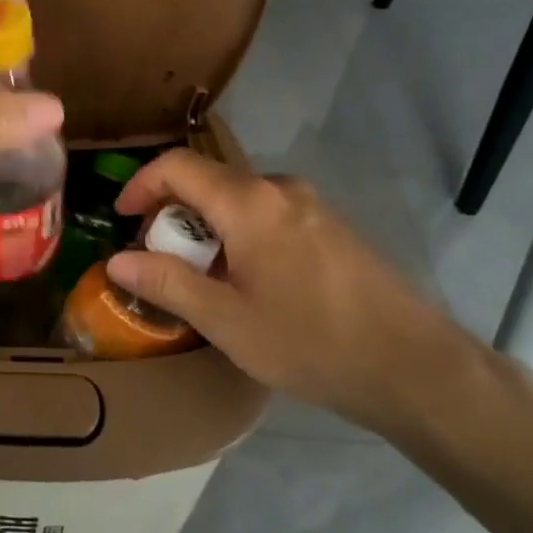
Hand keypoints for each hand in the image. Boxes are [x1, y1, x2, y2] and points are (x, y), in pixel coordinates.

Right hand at [106, 150, 485, 433]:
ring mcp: (312, 205)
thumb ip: (167, 283)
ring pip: (239, 200)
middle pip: (208, 181)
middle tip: (160, 261)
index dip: (141, 184)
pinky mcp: (332, 227)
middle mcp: (280, 189)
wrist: (414, 366)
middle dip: (173, 214)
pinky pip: (269, 215)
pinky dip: (240, 235)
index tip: (123, 218)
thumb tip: (117, 260)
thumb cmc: (310, 342)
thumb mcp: (226, 321)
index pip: (177, 166)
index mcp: (249, 202)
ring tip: (202, 279)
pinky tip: (249, 283)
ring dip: (208, 228)